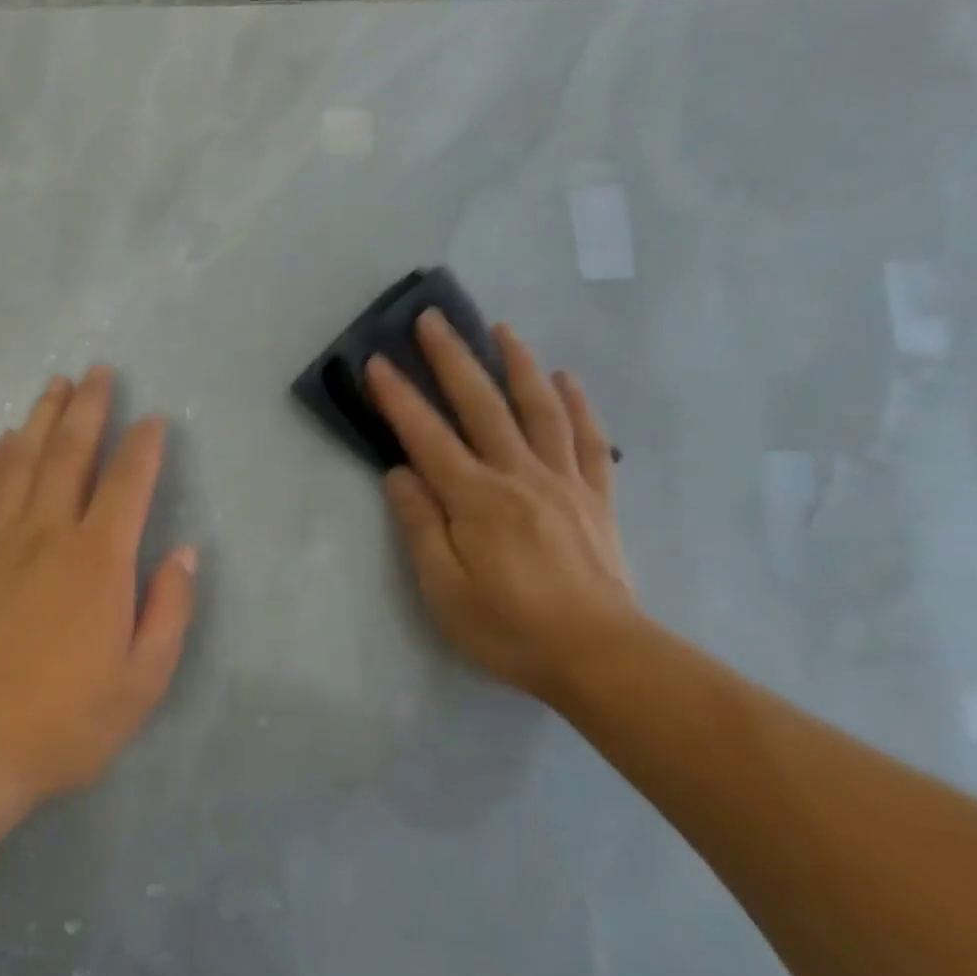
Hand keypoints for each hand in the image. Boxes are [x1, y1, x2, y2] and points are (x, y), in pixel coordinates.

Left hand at [0, 366, 196, 813]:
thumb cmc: (64, 721)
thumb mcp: (142, 681)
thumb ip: (170, 611)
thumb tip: (185, 554)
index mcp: (98, 561)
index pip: (127, 483)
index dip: (143, 446)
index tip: (152, 420)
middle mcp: (47, 534)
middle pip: (69, 453)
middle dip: (88, 408)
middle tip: (98, 372)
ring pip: (21, 461)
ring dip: (41, 419)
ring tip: (56, 387)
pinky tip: (0, 444)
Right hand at [367, 313, 638, 702]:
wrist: (600, 656)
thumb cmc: (509, 628)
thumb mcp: (445, 589)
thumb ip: (420, 526)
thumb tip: (400, 474)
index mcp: (476, 500)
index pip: (427, 437)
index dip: (399, 398)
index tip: (376, 361)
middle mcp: (520, 475)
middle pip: (482, 405)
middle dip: (453, 358)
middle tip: (432, 319)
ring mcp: (564, 481)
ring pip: (539, 408)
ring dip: (517, 363)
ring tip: (501, 329)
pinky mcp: (596, 496)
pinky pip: (589, 438)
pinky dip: (576, 403)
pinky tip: (565, 379)